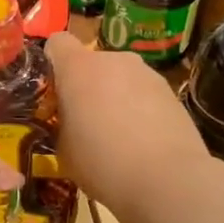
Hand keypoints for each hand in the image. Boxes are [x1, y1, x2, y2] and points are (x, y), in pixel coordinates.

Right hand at [44, 34, 212, 222]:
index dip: (52, 63)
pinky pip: (144, 94)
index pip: (57, 42)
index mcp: (78, 68)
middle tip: (85, 121)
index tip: (53, 92)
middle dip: (86, 85)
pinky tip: (143, 141)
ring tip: (118, 136)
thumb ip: (62, 123)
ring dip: (114, 96)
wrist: (168, 180)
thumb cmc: (102, 163)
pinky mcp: (171, 91)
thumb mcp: (63, 149)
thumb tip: (70, 119)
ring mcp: (146, 73)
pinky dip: (140, 109)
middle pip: (92, 62)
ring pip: (120, 78)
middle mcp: (113, 60)